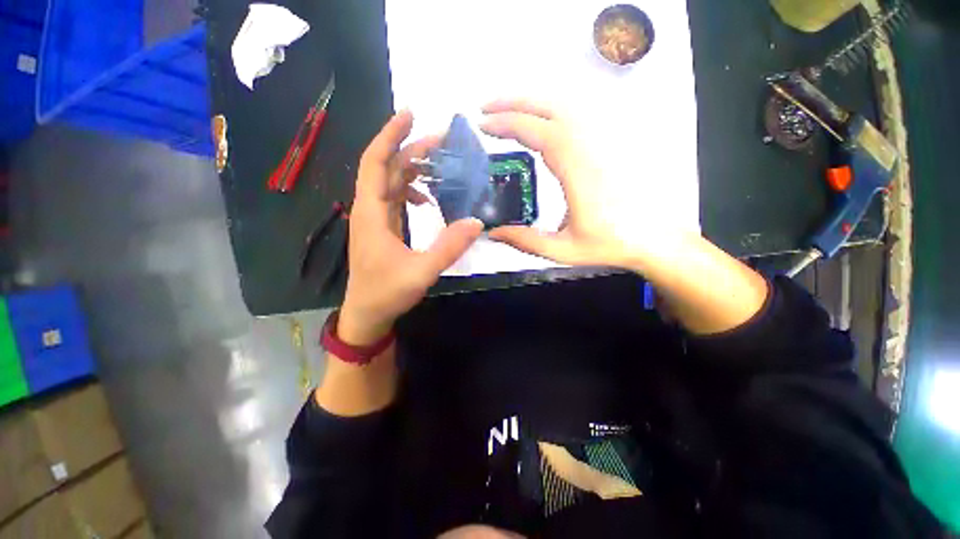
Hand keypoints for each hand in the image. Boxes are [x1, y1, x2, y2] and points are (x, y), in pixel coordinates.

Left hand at [339, 111, 483, 344]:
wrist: (367, 313)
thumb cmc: (387, 293)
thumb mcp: (422, 272)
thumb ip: (449, 247)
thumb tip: (477, 222)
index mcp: (372, 213)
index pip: (375, 163)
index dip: (390, 136)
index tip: (410, 114)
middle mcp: (370, 210)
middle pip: (386, 168)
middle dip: (411, 149)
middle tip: (442, 141)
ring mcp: (376, 219)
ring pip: (390, 182)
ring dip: (412, 169)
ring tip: (439, 165)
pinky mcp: (383, 228)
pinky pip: (395, 199)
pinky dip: (411, 191)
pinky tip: (427, 199)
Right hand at [480, 99, 675, 267]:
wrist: (652, 237)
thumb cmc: (609, 244)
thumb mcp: (563, 250)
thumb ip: (525, 241)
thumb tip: (493, 233)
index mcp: (579, 173)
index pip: (540, 133)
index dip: (510, 124)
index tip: (485, 125)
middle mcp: (591, 150)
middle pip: (551, 109)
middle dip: (514, 104)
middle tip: (486, 110)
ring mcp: (601, 143)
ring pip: (565, 108)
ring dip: (532, 103)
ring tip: (505, 110)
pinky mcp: (606, 145)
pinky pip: (576, 117)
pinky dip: (550, 110)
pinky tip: (537, 119)